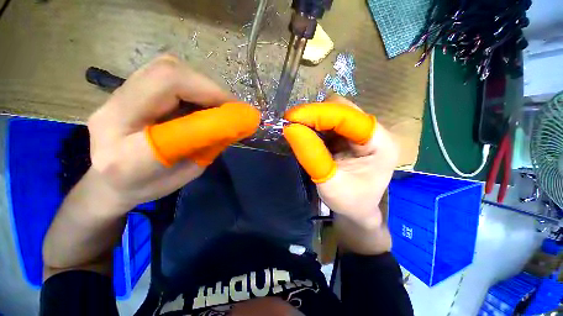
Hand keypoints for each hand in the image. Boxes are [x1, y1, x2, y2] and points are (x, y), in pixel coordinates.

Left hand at [87, 55, 259, 207]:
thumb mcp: (188, 172)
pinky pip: (163, 74)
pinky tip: (201, 100)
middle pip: (165, 77)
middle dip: (209, 89)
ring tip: (219, 103)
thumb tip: (235, 123)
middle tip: (232, 106)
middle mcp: (112, 117)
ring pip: (165, 69)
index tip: (239, 114)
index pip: (176, 124)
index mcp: (127, 158)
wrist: (108, 180)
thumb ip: (210, 146)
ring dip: (202, 85)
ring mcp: (114, 98)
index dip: (212, 116)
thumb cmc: (150, 185)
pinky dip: (192, 84)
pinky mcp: (124, 89)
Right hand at [283, 96, 397, 228]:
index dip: (319, 113)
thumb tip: (290, 128)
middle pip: (342, 109)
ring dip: (314, 119)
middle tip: (291, 123)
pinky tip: (305, 133)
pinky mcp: (350, 136)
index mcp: (380, 143)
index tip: (292, 117)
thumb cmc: (349, 202)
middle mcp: (374, 132)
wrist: (357, 210)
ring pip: (335, 114)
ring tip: (296, 128)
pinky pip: (330, 124)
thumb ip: (311, 155)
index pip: (348, 116)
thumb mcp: (329, 183)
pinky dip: (315, 126)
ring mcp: (362, 133)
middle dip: (315, 115)